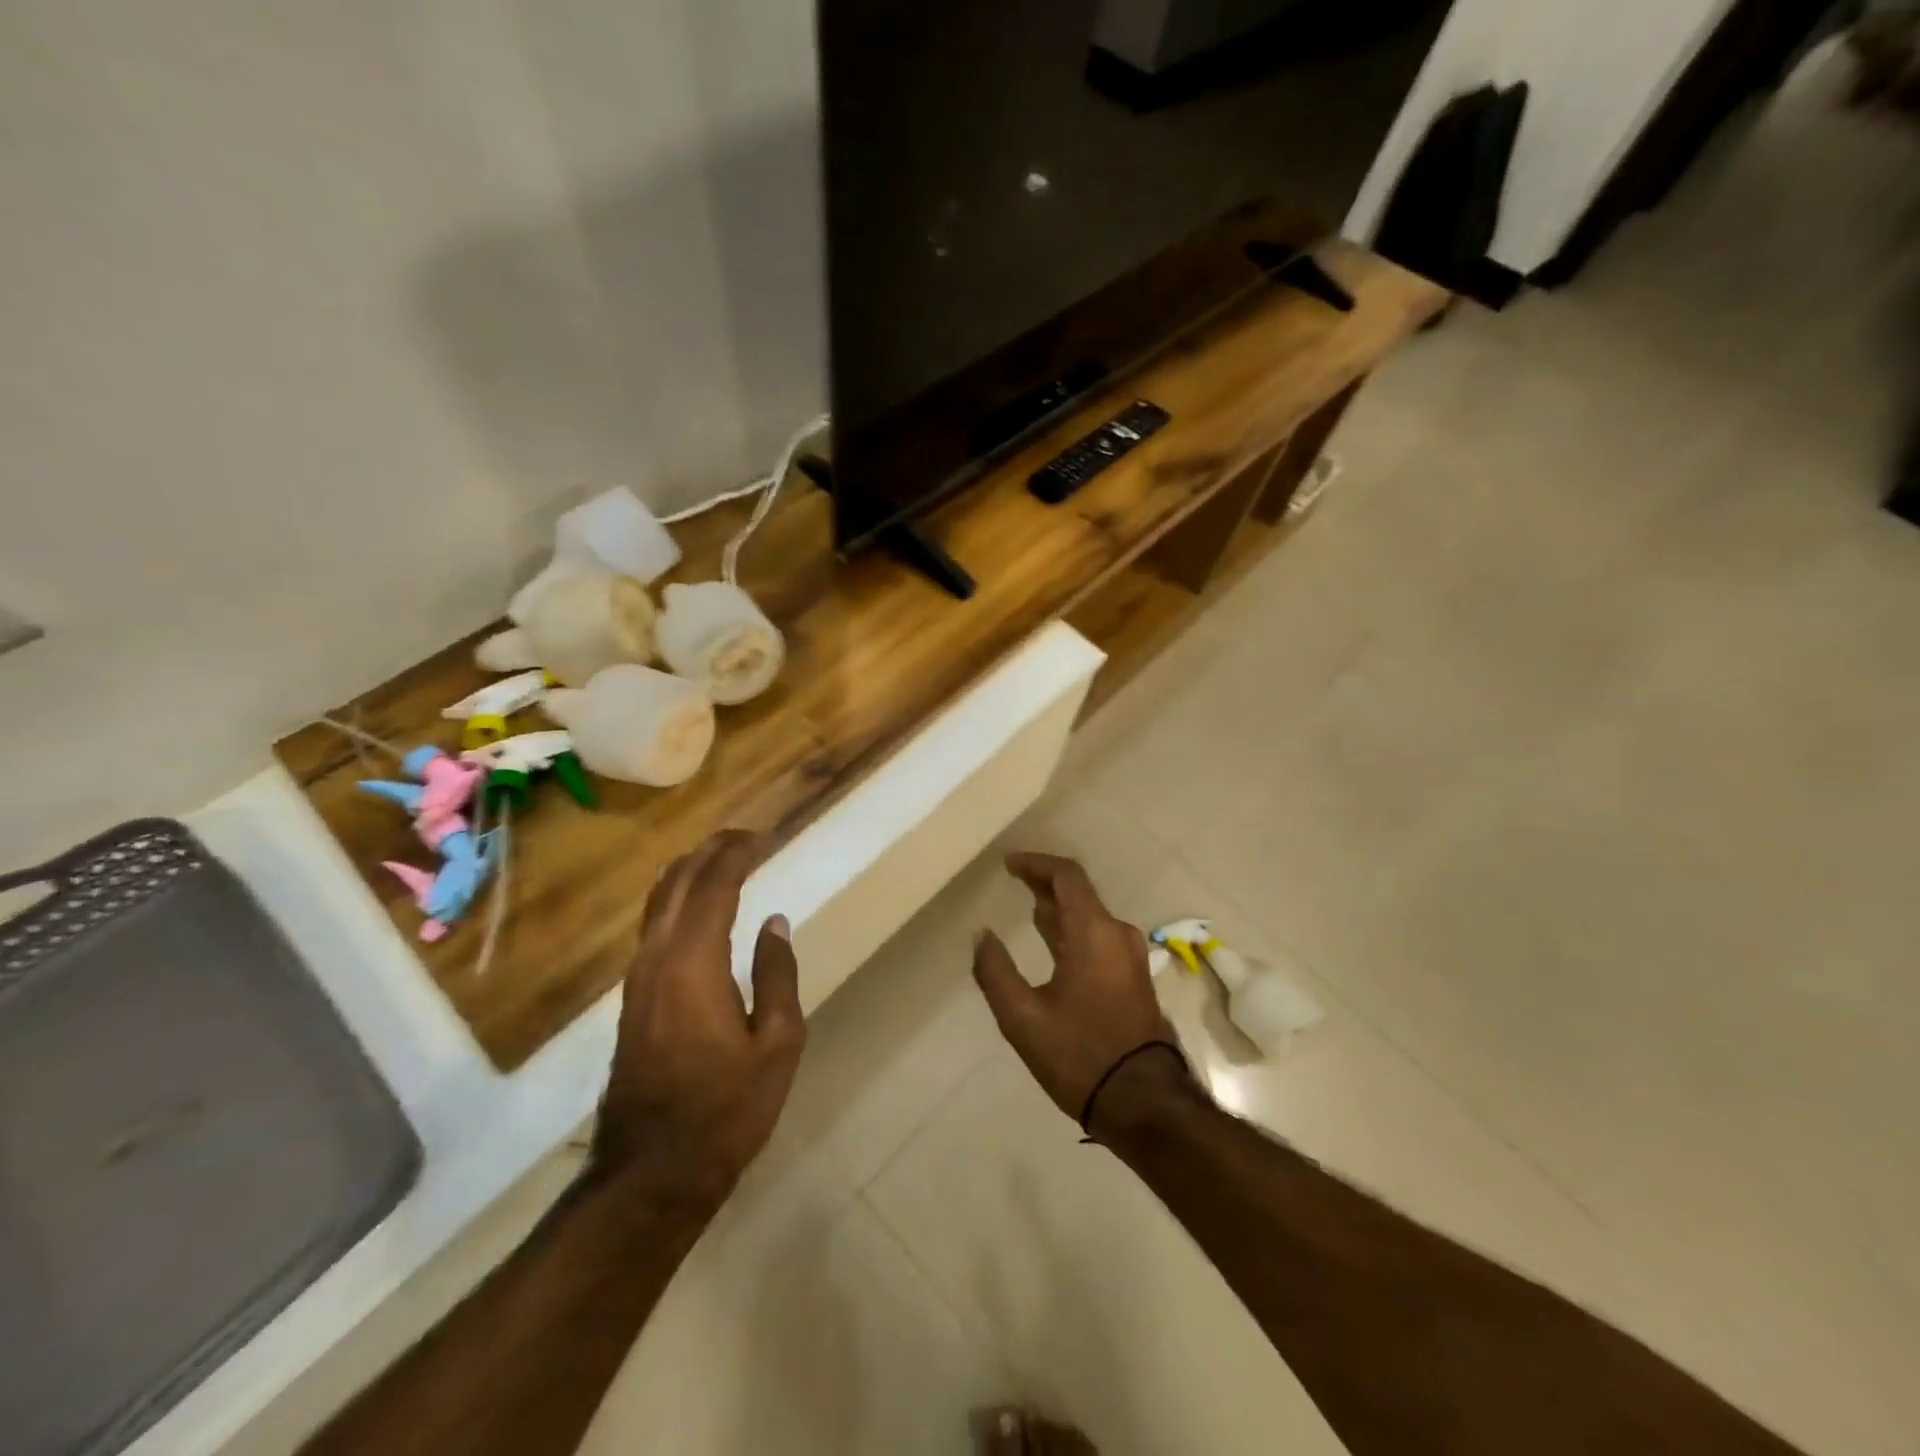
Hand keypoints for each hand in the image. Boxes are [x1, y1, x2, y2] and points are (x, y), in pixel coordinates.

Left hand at [596, 831, 805, 1215]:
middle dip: (708, 852)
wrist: (652, 1172)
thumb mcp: (777, 1044)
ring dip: (689, 873)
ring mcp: (638, 980)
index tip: (761, 834)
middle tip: (742, 836)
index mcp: (694, 964)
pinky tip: (694, 907)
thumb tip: (775, 922)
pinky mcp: (633, 1000)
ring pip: (657, 905)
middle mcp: (657, 960)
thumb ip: (777, 975)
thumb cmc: (726, 1109)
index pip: (714, 887)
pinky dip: (676, 901)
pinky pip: (653, 928)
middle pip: (677, 885)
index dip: (736, 854)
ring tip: (720, 858)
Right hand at [972, 852, 1185, 1129]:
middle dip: (1044, 884)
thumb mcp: (1023, 1018)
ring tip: (1028, 908)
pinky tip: (1052, 945)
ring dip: (1059, 909)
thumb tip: (982, 935)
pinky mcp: (1133, 979)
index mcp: (1093, 932)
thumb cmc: (1080, 1055)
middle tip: (1013, 880)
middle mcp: (1116, 935)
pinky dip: (1072, 930)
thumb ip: (995, 971)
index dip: (1036, 864)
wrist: (1144, 1102)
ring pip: (1090, 917)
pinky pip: (1098, 937)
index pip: (1067, 876)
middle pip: (1079, 893)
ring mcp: (1129, 957)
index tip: (1008, 864)